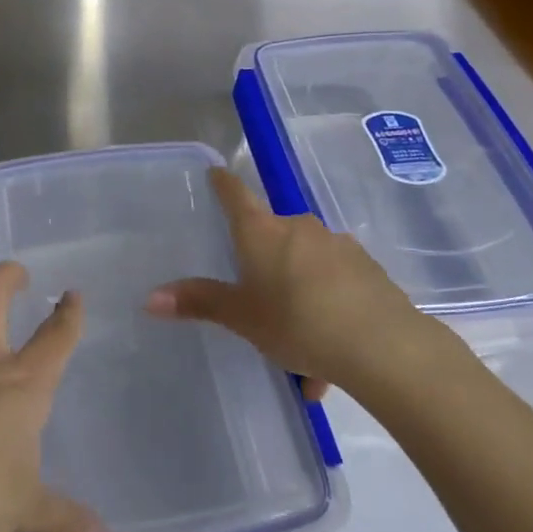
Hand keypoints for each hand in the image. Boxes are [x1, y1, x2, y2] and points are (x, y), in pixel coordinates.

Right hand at [146, 168, 439, 398]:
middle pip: (273, 236)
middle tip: (260, 311)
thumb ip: (200, 303)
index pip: (235, 195)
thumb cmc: (297, 322)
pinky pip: (335, 286)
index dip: (222, 183)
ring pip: (306, 267)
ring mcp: (337, 245)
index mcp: (262, 232)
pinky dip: (327, 312)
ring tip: (301, 356)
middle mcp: (299, 227)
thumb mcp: (242, 317)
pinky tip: (329, 359)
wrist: (382, 345)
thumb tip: (150, 298)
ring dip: (298, 298)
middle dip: (265, 268)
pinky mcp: (367, 268)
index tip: (215, 172)